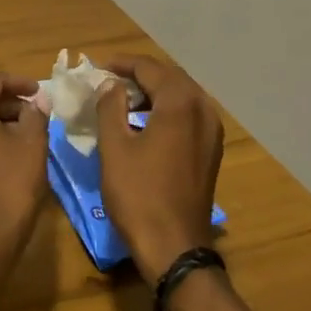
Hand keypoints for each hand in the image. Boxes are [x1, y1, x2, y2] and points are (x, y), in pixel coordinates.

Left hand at [0, 73, 48, 257]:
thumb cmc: (12, 182)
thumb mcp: (33, 142)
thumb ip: (35, 113)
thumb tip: (35, 102)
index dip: (20, 83)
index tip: (41, 92)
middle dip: (10, 103)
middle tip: (37, 113)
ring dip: (0, 121)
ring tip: (28, 132)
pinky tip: (9, 151)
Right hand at [95, 55, 224, 278]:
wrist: (174, 246)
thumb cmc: (138, 195)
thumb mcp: (114, 147)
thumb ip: (110, 107)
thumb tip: (110, 85)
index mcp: (180, 104)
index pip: (150, 68)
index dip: (122, 64)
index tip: (98, 67)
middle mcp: (203, 110)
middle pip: (170, 78)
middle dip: (139, 75)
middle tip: (109, 80)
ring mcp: (212, 132)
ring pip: (182, 96)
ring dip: (154, 91)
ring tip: (123, 98)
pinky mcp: (211, 150)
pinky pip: (189, 115)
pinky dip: (167, 109)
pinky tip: (145, 122)